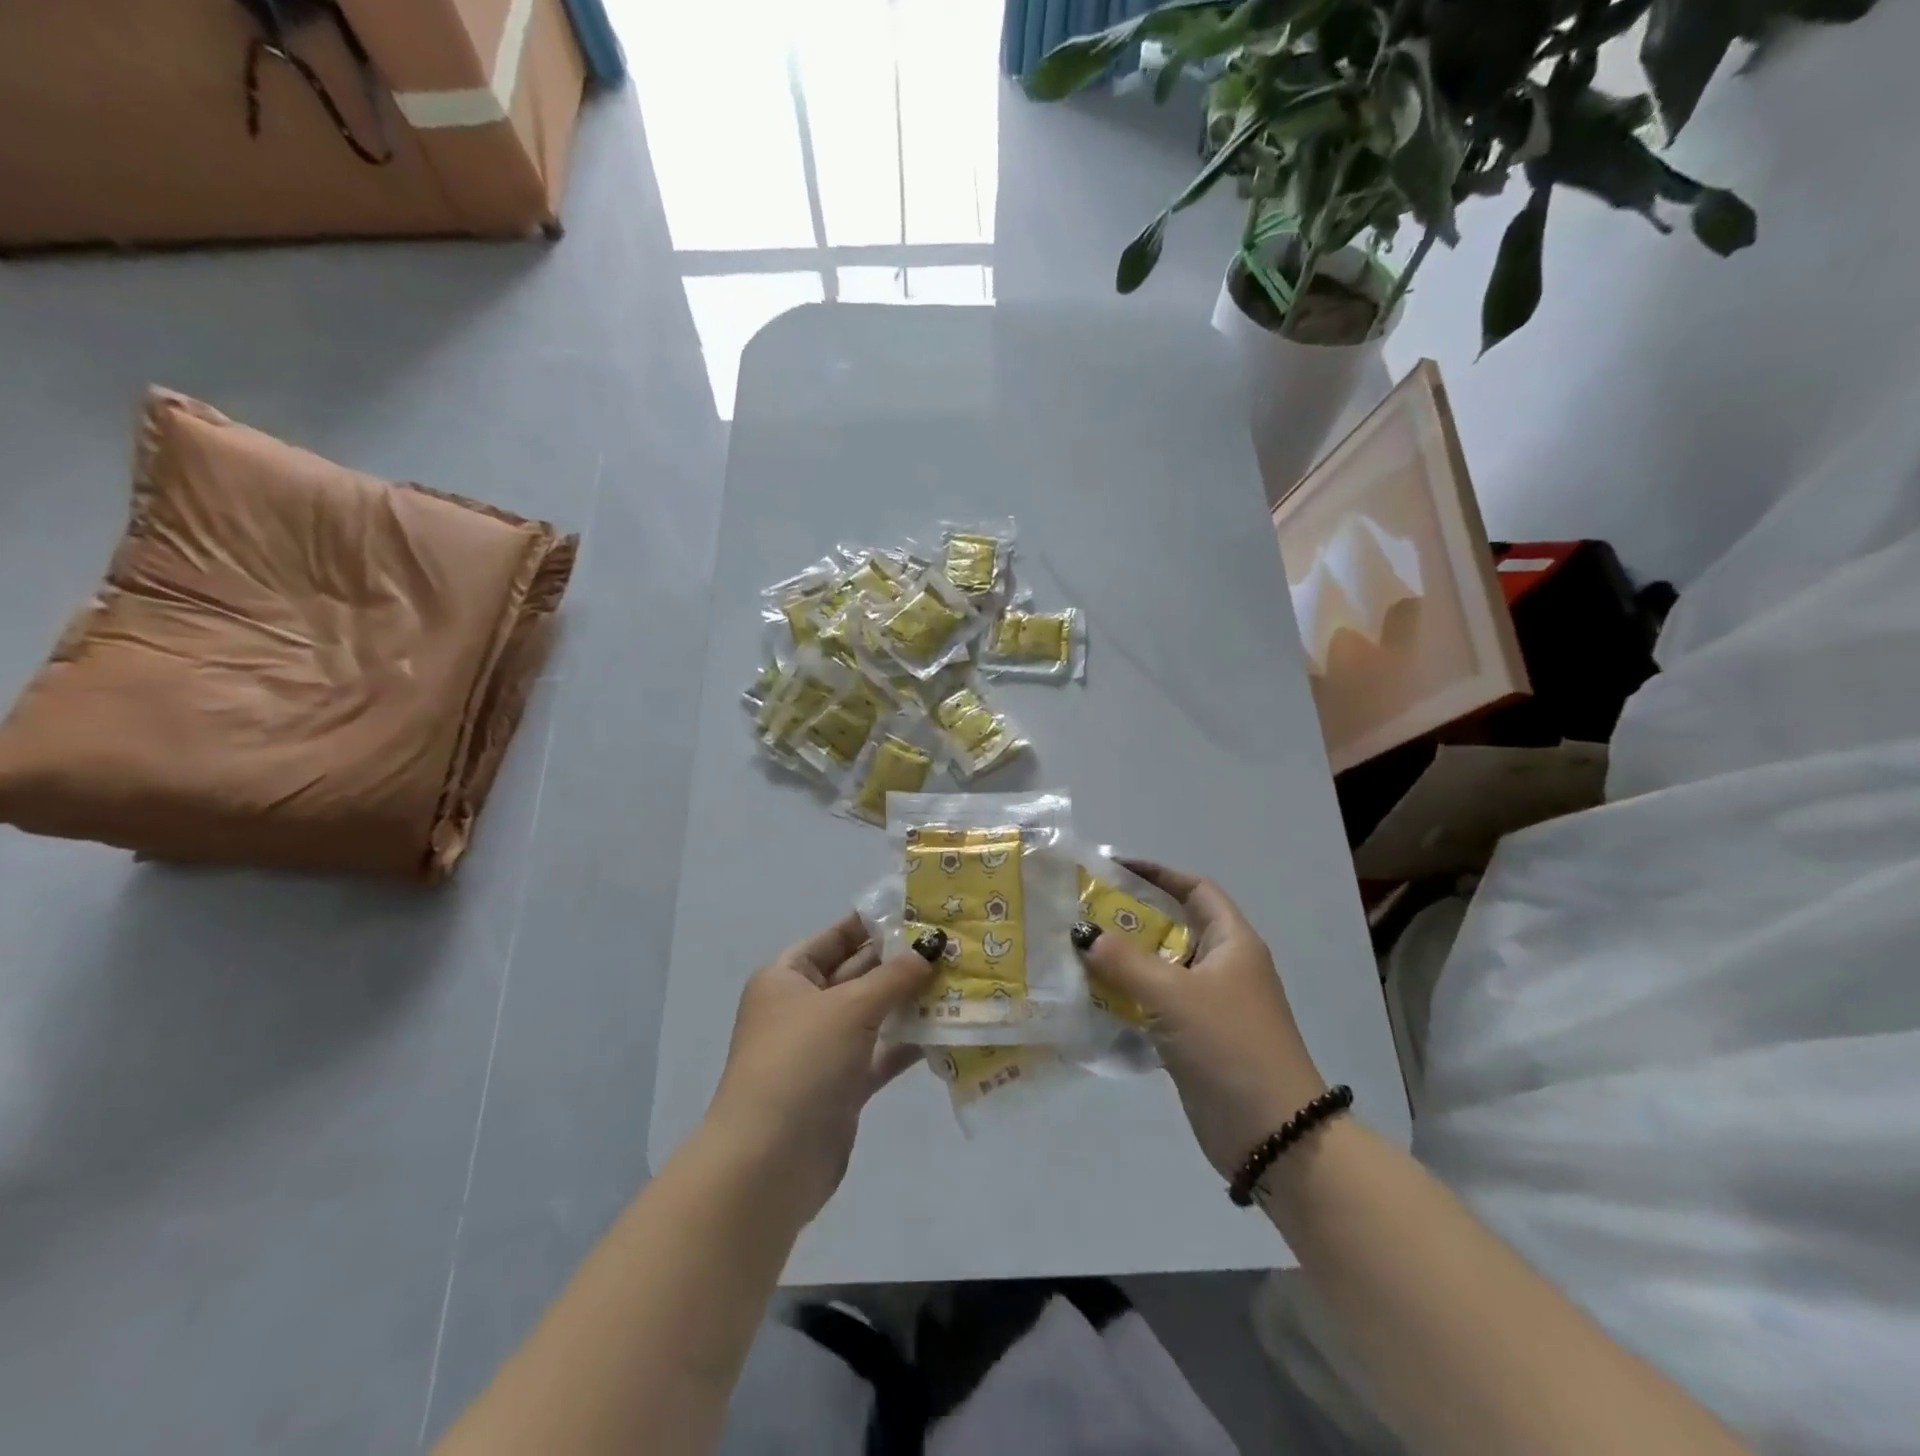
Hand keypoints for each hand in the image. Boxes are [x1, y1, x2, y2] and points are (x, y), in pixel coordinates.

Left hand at [706, 913, 937, 1223]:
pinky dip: (908, 1042)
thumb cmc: (800, 1063)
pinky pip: (880, 1053)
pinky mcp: (842, 1087)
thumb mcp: (848, 1008)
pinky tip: (947, 1029)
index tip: (921, 911)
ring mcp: (822, 1049)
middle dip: (901, 961)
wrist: (767, 1164)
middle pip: (857, 973)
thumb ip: (894, 976)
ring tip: (959, 981)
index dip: (875, 923)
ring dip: (910, 1001)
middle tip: (952, 945)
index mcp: (787, 977)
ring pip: (873, 1014)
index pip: (836, 937)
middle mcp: (803, 1008)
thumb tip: (931, 945)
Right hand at [1073, 862, 1325, 1179]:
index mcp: (1232, 943)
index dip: (1158, 874)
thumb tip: (1082, 933)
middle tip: (1081, 914)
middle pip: (1172, 927)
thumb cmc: (1230, 1046)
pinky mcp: (1196, 1039)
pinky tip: (1092, 999)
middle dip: (1129, 919)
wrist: (1275, 1136)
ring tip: (1077, 953)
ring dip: (1123, 962)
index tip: (1113, 868)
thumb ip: (1124, 961)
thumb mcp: (1174, 995)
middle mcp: (1224, 967)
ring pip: (1160, 969)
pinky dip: (1128, 998)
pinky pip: (1156, 1005)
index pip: (1195, 889)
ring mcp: (1211, 1006)